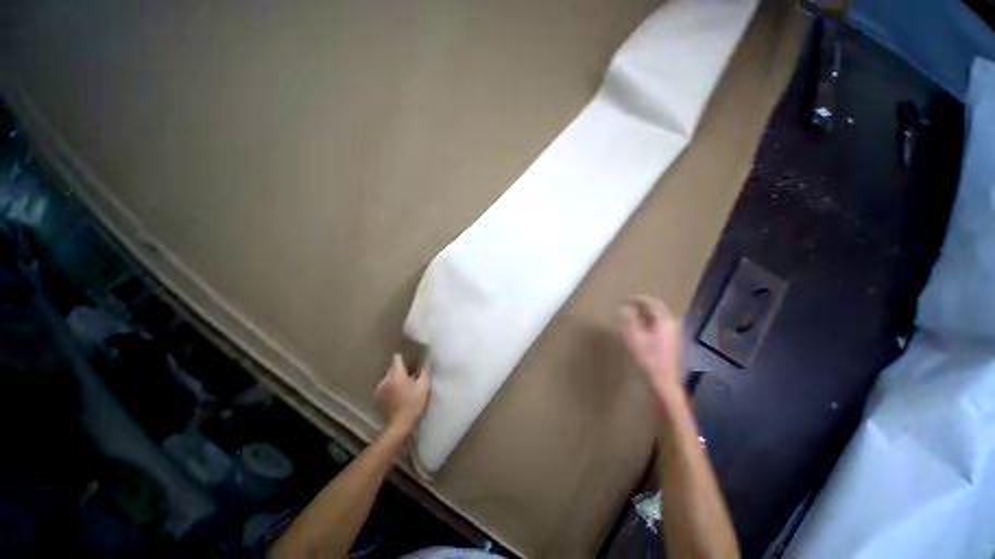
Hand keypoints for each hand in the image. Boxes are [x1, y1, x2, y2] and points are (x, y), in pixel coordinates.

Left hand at [375, 354, 430, 435]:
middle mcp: (385, 379)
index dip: (404, 357)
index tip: (411, 360)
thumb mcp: (424, 386)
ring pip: (389, 377)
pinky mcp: (377, 398)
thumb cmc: (413, 404)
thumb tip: (426, 359)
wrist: (399, 426)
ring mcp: (379, 389)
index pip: (397, 358)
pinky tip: (398, 395)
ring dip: (396, 379)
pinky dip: (391, 387)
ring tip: (405, 386)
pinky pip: (385, 387)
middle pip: (393, 368)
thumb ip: (425, 370)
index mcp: (396, 374)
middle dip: (401, 370)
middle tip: (412, 376)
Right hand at [620, 295, 683, 405]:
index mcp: (664, 321)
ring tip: (631, 315)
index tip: (623, 299)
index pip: (650, 302)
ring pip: (658, 316)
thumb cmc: (648, 359)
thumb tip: (623, 308)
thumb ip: (629, 321)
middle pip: (656, 308)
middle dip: (641, 305)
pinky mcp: (673, 340)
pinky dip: (649, 322)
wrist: (664, 381)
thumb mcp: (634, 338)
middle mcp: (672, 323)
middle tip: (627, 305)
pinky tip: (641, 328)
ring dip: (645, 314)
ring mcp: (674, 332)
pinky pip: (660, 324)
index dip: (636, 299)